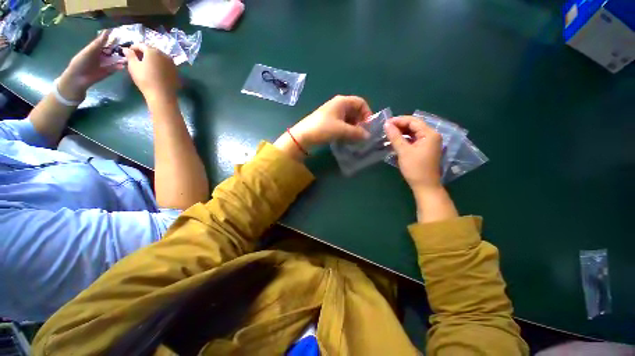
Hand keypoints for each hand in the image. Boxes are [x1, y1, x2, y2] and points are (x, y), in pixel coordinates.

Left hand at [59, 31, 124, 100]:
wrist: (78, 78)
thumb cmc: (81, 62)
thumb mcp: (89, 50)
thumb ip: (98, 42)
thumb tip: (107, 31)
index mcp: (97, 49)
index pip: (106, 42)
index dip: (113, 38)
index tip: (122, 34)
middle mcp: (102, 55)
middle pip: (113, 51)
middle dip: (120, 49)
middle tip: (130, 46)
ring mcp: (106, 64)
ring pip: (116, 59)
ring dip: (122, 58)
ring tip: (129, 57)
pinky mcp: (108, 72)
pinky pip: (116, 68)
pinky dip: (120, 67)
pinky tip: (124, 66)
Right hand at [122, 44, 178, 102]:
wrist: (162, 95)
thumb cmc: (145, 79)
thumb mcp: (133, 66)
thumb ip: (130, 55)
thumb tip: (126, 49)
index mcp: (153, 51)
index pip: (141, 45)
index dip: (133, 47)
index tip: (128, 52)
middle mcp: (164, 55)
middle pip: (152, 50)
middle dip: (143, 52)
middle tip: (137, 58)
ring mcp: (172, 63)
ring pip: (160, 57)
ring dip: (152, 58)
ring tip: (145, 64)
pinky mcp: (176, 71)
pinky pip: (166, 64)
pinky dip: (160, 64)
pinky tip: (155, 70)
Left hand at [290, 95, 372, 148]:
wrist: (303, 136)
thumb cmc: (323, 128)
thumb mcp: (342, 130)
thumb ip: (357, 133)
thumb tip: (368, 136)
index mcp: (342, 101)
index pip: (361, 103)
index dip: (367, 113)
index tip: (368, 127)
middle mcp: (338, 105)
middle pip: (355, 111)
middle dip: (360, 123)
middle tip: (361, 135)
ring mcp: (333, 114)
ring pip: (349, 119)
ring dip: (353, 128)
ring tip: (354, 139)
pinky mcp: (329, 122)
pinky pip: (342, 124)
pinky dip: (346, 131)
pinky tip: (346, 139)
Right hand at [384, 116, 442, 192]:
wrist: (425, 186)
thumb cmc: (415, 168)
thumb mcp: (403, 151)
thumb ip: (395, 136)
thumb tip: (386, 124)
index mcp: (430, 134)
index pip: (413, 121)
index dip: (399, 120)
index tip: (386, 123)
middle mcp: (432, 135)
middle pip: (414, 126)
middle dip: (400, 126)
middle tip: (386, 129)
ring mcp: (429, 142)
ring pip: (414, 132)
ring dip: (402, 132)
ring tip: (389, 134)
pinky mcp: (425, 149)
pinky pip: (414, 139)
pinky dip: (405, 139)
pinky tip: (396, 141)